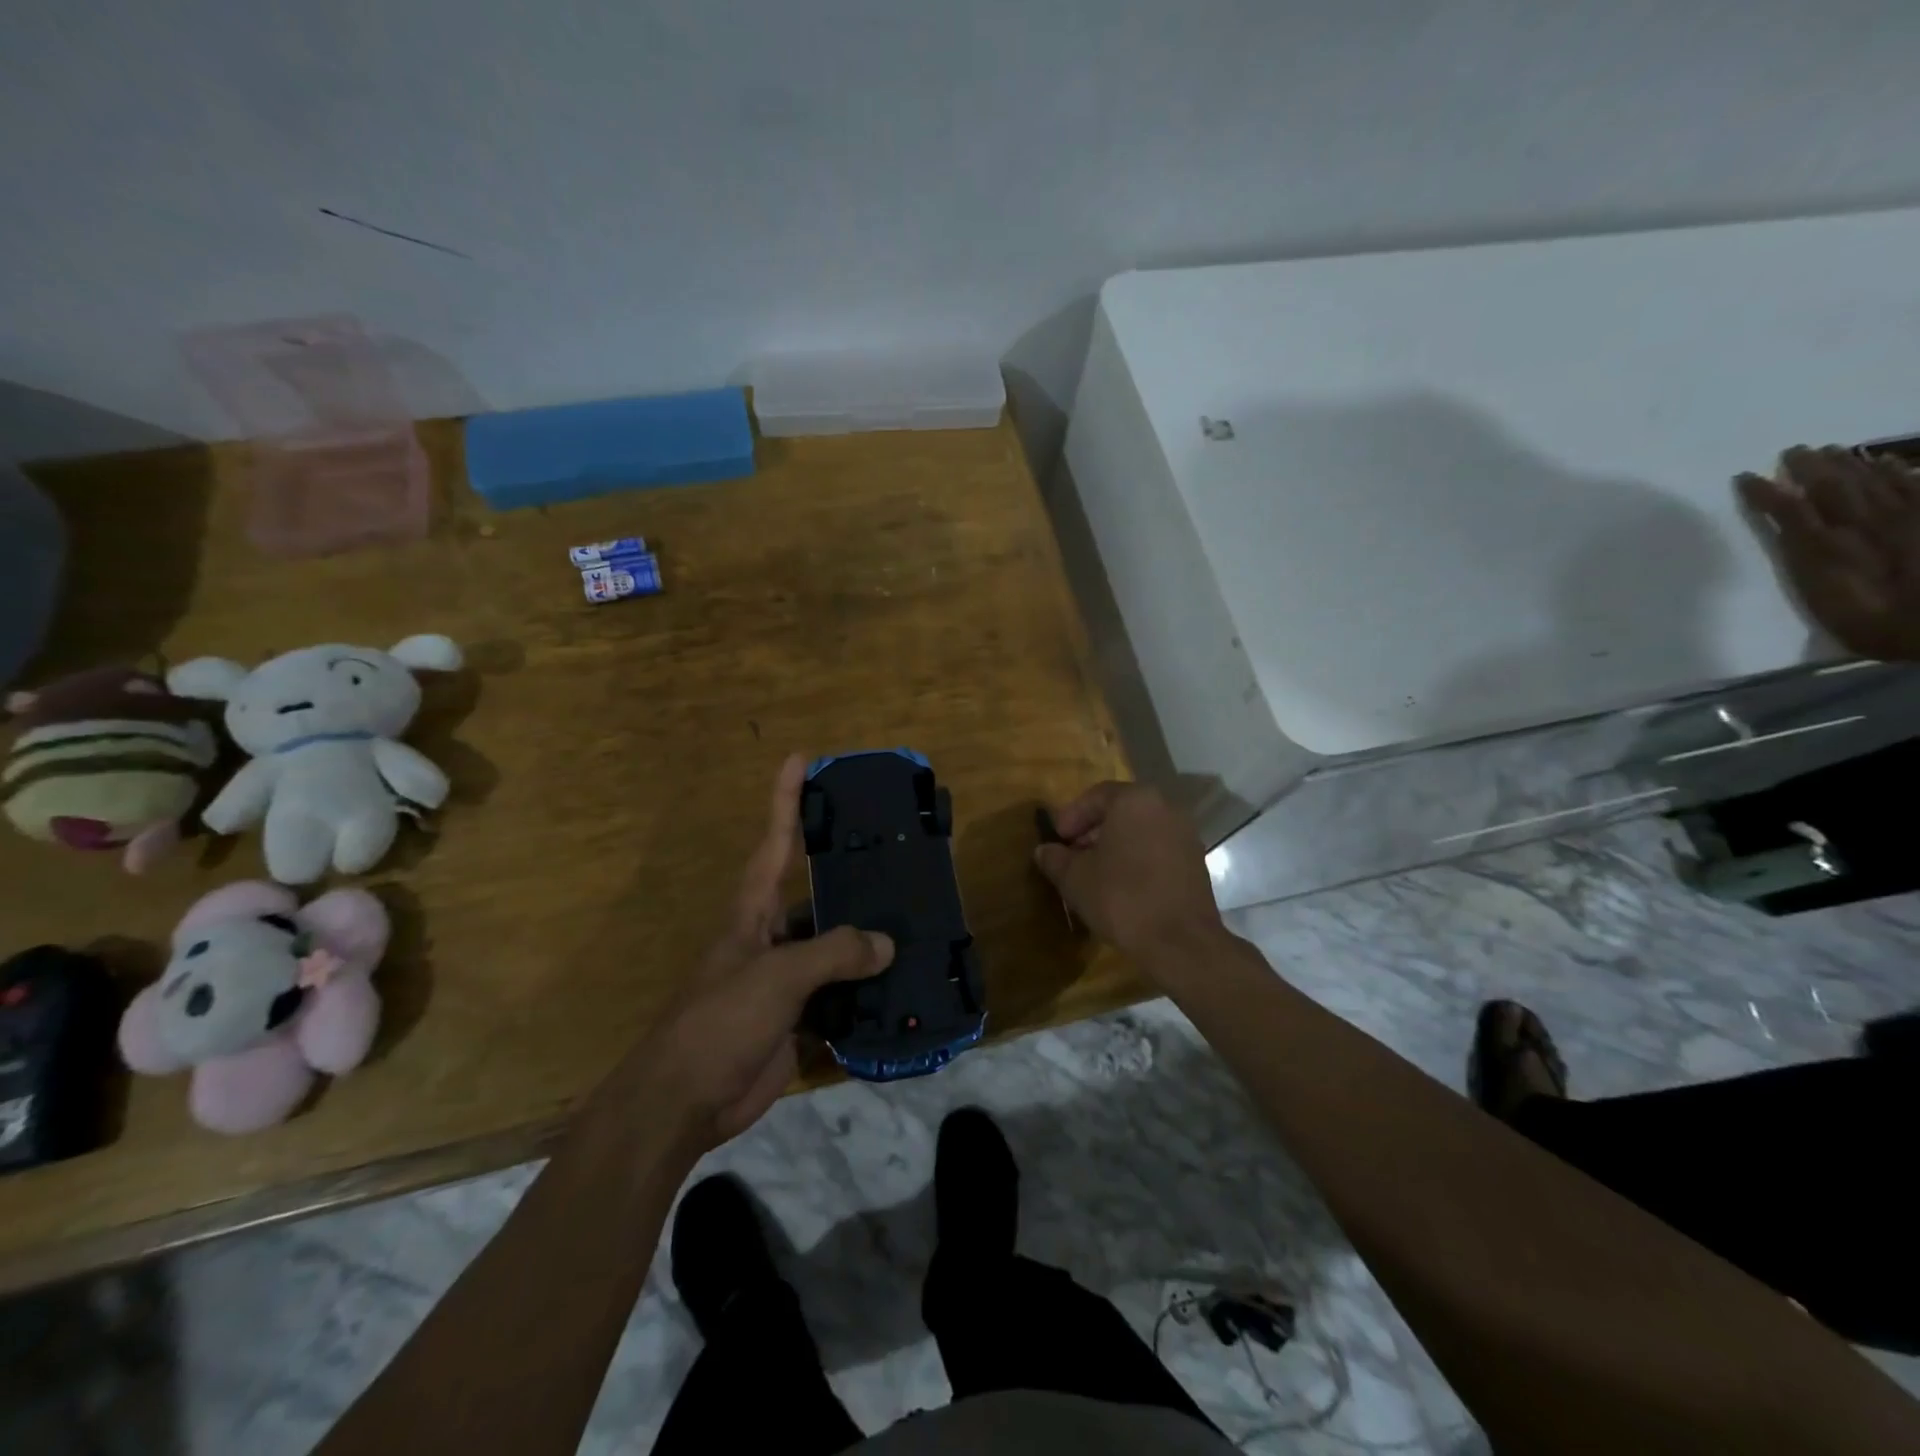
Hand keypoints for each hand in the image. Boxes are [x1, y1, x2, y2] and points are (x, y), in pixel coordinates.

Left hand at [642, 755, 892, 1150]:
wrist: (684, 1102)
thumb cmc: (720, 1020)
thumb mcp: (777, 975)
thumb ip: (834, 952)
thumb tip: (886, 944)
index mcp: (754, 912)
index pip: (774, 842)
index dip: (785, 799)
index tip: (801, 759)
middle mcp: (771, 937)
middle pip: (815, 895)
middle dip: (848, 873)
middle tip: (895, 852)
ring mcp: (785, 980)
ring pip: (834, 948)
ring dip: (867, 940)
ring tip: (915, 920)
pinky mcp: (798, 1020)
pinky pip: (841, 997)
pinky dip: (868, 992)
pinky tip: (903, 986)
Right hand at [1033, 782, 1223, 961]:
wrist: (1180, 943)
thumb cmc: (1121, 898)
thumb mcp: (1075, 878)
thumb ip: (1055, 859)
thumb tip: (1044, 851)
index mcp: (1135, 800)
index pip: (1096, 796)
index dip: (1071, 816)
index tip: (1057, 839)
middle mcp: (1165, 808)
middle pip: (1121, 811)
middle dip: (1092, 831)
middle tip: (1071, 854)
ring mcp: (1185, 835)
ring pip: (1140, 830)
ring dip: (1114, 846)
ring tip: (1093, 872)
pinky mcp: (1195, 862)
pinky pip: (1157, 849)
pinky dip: (1137, 858)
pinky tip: (1121, 885)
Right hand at [1738, 445, 1919, 661]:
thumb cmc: (1869, 619)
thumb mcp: (1821, 592)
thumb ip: (1803, 552)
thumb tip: (1785, 518)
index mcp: (1827, 541)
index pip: (1788, 507)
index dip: (1765, 490)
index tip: (1744, 476)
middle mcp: (1862, 521)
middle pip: (1833, 486)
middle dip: (1810, 467)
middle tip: (1793, 450)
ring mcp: (1903, 517)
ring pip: (1872, 480)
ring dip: (1848, 464)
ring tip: (1832, 449)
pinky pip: (1914, 486)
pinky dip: (1898, 470)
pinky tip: (1885, 460)